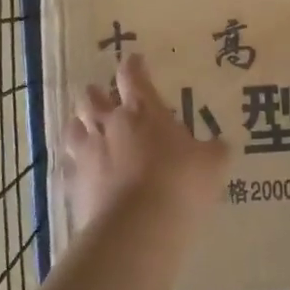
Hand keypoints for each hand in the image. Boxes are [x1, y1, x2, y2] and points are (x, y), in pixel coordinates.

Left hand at [63, 54, 230, 232]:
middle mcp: (110, 124)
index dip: (133, 66)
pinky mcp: (74, 184)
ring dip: (79, 126)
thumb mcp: (211, 165)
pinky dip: (74, 166)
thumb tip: (220, 145)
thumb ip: (214, 151)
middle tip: (103, 97)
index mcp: (142, 111)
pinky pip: (68, 167)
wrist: (138, 227)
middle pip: (92, 97)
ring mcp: (87, 154)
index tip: (134, 61)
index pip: (132, 76)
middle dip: (97, 94)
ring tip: (85, 130)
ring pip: (73, 128)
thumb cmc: (180, 184)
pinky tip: (80, 173)